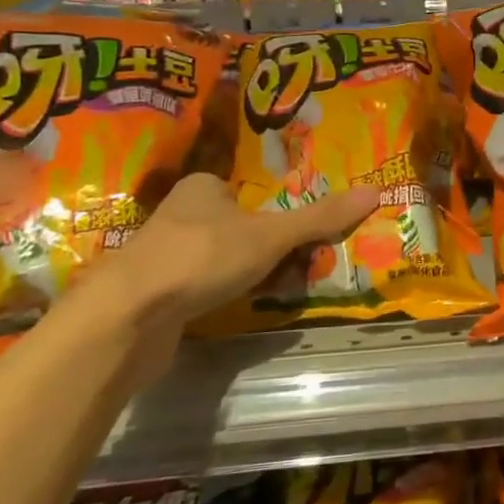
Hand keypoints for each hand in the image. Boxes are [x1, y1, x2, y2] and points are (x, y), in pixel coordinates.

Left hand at [90, 173, 380, 328]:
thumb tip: (375, 190)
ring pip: (221, 258)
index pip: (248, 192)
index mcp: (202, 186)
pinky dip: (222, 295)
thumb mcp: (271, 235)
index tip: (299, 236)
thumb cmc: (202, 257)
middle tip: (296, 265)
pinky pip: (202, 287)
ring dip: (247, 274)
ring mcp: (164, 255)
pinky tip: (236, 309)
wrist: (128, 317)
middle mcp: (180, 215)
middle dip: (267, 248)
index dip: (276, 214)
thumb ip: (320, 217)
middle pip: (239, 226)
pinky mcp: (155, 294)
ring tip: (275, 289)